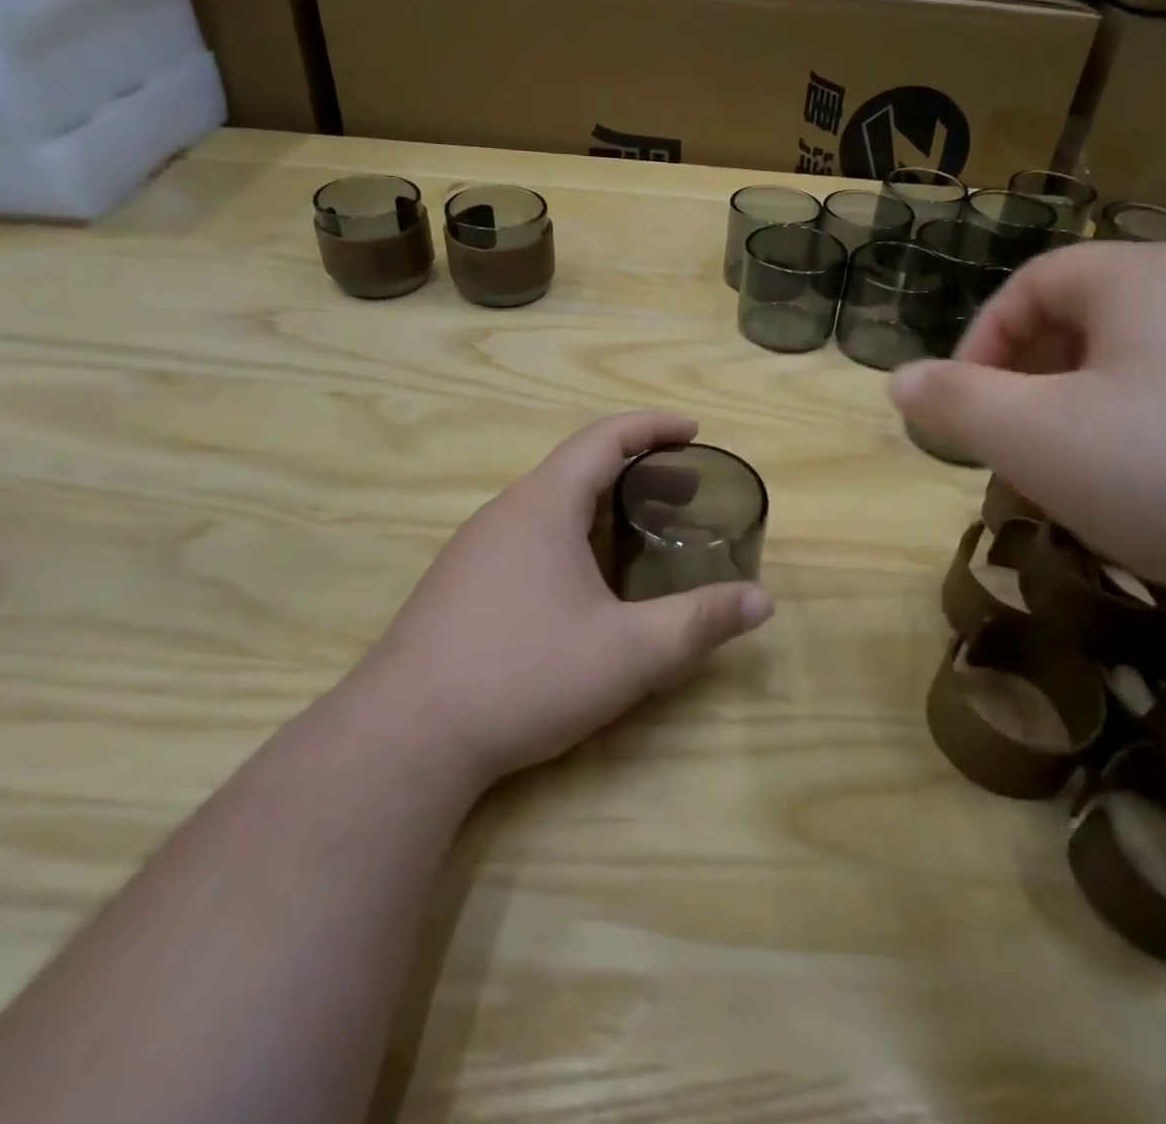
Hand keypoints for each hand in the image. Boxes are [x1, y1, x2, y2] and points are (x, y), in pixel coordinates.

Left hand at [357, 411, 772, 789]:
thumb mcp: (627, 653)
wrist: (403, 738)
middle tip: (683, 492)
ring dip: (599, 504)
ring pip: (548, 504)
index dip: (653, 427)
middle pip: (577, 467)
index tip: (693, 431)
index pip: (604, 438)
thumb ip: (698, 623)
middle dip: (636, 469)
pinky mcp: (459, 583)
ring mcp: (475, 548)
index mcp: (544, 505)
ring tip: (640, 533)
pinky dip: (569, 533)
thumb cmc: (523, 677)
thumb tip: (761, 602)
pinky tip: (582, 582)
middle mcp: (505, 512)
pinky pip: (526, 535)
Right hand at [890, 243, 1165, 626]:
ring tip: (1081, 490)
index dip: (979, 345)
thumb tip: (898, 379)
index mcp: (1139, 278)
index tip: (962, 412)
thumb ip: (955, 403)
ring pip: (1139, 372)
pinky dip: (1154, 445)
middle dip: (1030, 392)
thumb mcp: (1038, 439)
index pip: (1029, 286)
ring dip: (1087, 424)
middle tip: (1015, 458)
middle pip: (1083, 327)